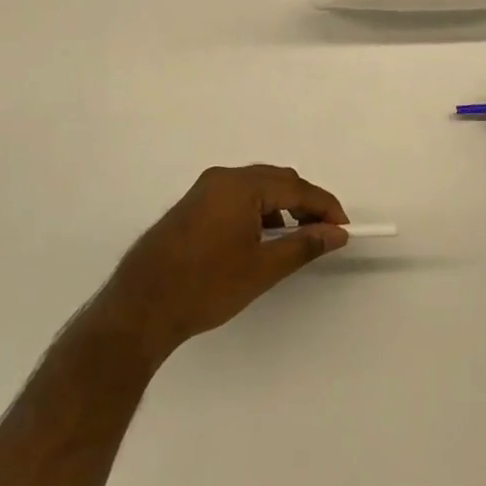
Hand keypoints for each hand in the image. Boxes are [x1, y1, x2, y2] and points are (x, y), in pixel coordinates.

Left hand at [94, 165, 349, 362]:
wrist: (141, 307)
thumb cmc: (206, 286)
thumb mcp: (262, 268)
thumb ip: (304, 244)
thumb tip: (336, 232)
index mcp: (240, 185)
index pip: (295, 186)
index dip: (324, 205)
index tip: (344, 228)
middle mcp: (221, 178)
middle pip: (276, 180)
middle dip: (303, 204)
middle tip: (323, 234)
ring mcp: (203, 190)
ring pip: (256, 188)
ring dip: (280, 208)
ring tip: (295, 240)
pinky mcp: (192, 206)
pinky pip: (236, 198)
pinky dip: (257, 212)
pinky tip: (262, 240)